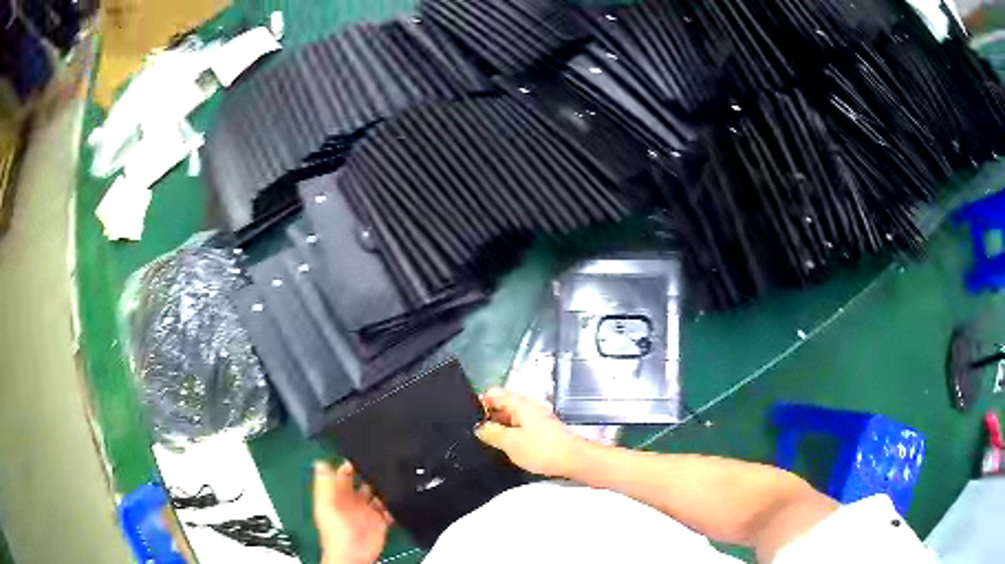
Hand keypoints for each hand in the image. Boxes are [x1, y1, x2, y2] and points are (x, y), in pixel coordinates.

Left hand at [313, 461, 391, 563]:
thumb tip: (320, 462)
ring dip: (385, 487)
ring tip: (394, 478)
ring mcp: (368, 510)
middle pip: (364, 479)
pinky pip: (390, 508)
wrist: (353, 555)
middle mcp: (353, 500)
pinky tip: (398, 499)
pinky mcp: (381, 520)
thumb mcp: (326, 505)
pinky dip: (394, 503)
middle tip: (383, 462)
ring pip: (378, 492)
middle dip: (372, 471)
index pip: (344, 472)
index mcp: (338, 494)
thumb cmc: (335, 531)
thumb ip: (324, 485)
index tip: (362, 452)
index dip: (352, 462)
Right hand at [475, 388, 583, 476]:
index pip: (494, 393)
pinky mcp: (541, 430)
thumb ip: (491, 433)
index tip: (470, 418)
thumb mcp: (510, 442)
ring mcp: (536, 418)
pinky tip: (506, 447)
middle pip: (502, 404)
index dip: (480, 402)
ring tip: (489, 442)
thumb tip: (479, 428)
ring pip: (511, 416)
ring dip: (499, 426)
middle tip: (477, 433)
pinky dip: (510, 433)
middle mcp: (528, 407)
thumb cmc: (541, 449)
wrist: (572, 459)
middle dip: (488, 416)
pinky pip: (520, 426)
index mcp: (520, 404)